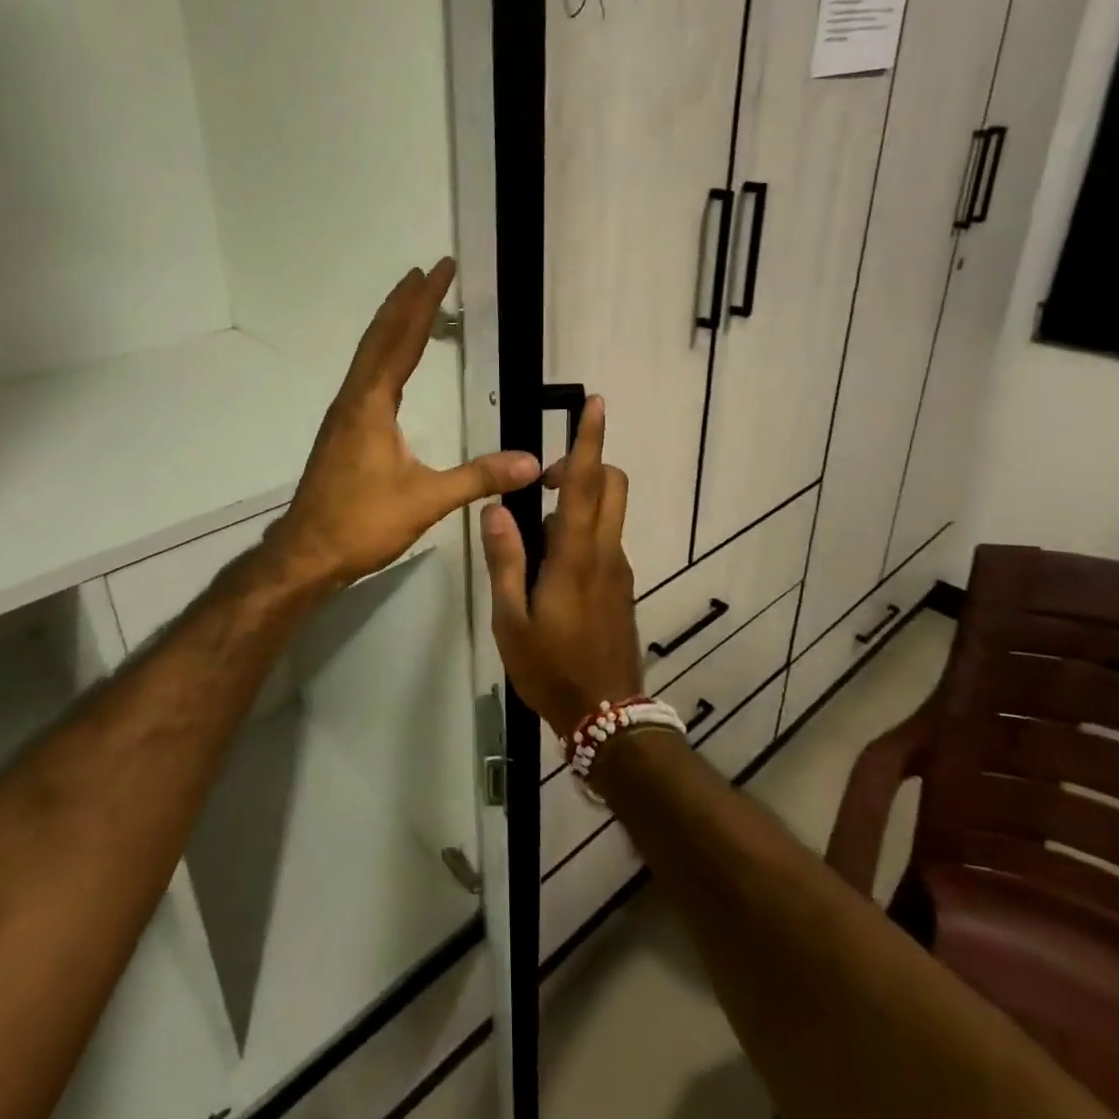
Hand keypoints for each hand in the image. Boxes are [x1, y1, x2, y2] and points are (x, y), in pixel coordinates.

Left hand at [268, 259, 539, 589]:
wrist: (306, 553)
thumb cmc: (361, 523)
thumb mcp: (426, 500)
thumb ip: (478, 477)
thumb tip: (531, 461)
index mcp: (371, 404)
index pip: (402, 341)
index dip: (423, 303)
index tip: (439, 269)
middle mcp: (354, 399)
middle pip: (380, 338)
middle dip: (405, 302)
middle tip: (428, 269)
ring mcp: (344, 414)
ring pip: (369, 355)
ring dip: (391, 323)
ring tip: (411, 299)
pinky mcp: (342, 431)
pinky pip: (366, 375)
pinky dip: (383, 352)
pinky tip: (391, 361)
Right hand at [481, 395, 641, 739]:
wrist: (607, 715)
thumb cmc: (551, 668)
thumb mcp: (511, 620)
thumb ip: (505, 561)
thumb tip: (496, 510)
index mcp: (576, 555)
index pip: (585, 483)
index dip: (589, 439)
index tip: (596, 403)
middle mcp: (605, 552)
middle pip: (611, 485)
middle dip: (585, 464)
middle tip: (543, 482)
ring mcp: (618, 569)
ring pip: (608, 512)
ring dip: (578, 503)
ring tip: (532, 541)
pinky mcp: (621, 586)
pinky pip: (604, 540)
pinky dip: (581, 532)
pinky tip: (549, 571)